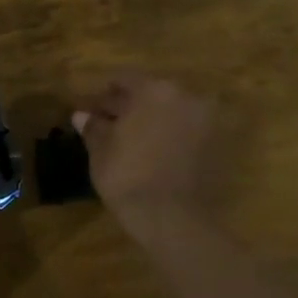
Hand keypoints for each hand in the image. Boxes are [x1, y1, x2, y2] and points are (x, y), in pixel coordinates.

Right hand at [72, 74, 216, 233]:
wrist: (171, 217)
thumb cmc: (127, 175)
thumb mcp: (101, 149)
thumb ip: (93, 127)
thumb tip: (81, 115)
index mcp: (154, 90)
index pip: (123, 79)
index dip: (103, 94)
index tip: (90, 109)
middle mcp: (185, 96)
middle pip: (150, 93)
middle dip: (128, 106)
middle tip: (106, 124)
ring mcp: (204, 120)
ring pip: (169, 112)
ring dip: (149, 121)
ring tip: (127, 141)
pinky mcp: (215, 145)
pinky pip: (184, 130)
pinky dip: (167, 135)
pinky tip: (149, 152)